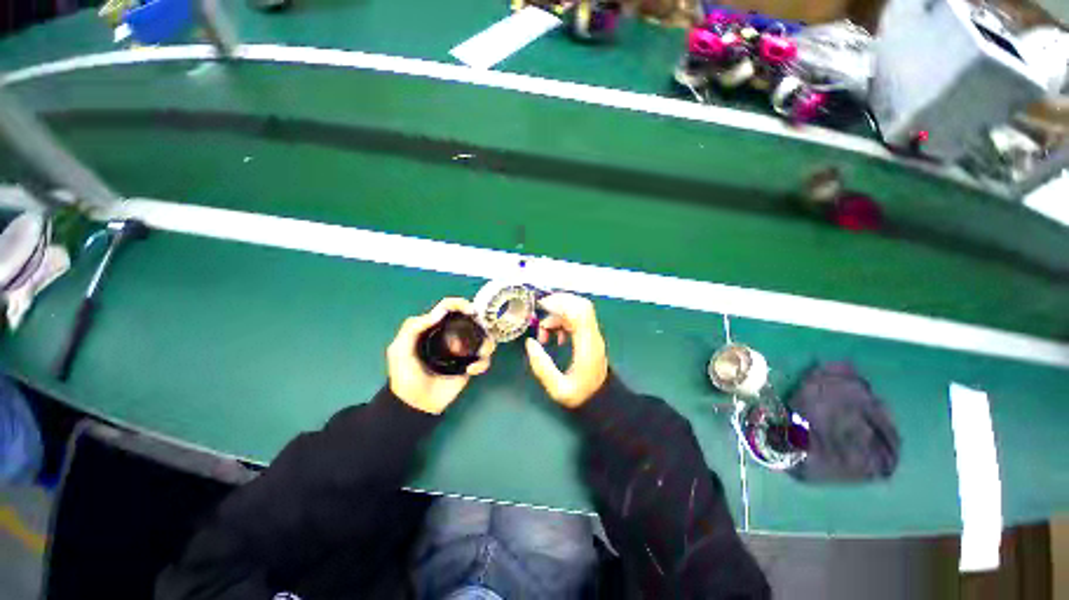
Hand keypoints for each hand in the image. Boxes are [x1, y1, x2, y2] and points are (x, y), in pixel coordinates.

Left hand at [388, 298, 494, 414]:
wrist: (415, 404)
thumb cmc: (405, 375)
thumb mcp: (400, 349)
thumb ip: (413, 327)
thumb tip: (440, 312)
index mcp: (433, 329)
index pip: (448, 309)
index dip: (460, 304)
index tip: (470, 310)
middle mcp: (450, 336)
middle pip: (471, 321)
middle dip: (480, 324)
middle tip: (482, 330)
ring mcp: (462, 351)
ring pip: (483, 339)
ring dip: (486, 344)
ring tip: (480, 354)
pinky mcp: (470, 366)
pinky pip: (484, 359)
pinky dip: (482, 362)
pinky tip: (472, 370)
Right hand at [524, 293, 608, 408]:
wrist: (602, 400)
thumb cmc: (581, 395)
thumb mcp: (558, 389)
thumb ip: (542, 367)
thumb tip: (530, 343)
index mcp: (587, 345)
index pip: (579, 313)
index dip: (560, 304)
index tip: (541, 306)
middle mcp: (592, 335)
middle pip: (580, 305)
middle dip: (559, 303)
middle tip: (540, 311)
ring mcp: (592, 334)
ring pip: (576, 311)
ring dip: (557, 316)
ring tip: (544, 335)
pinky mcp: (589, 336)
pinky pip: (576, 319)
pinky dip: (562, 322)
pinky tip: (555, 337)